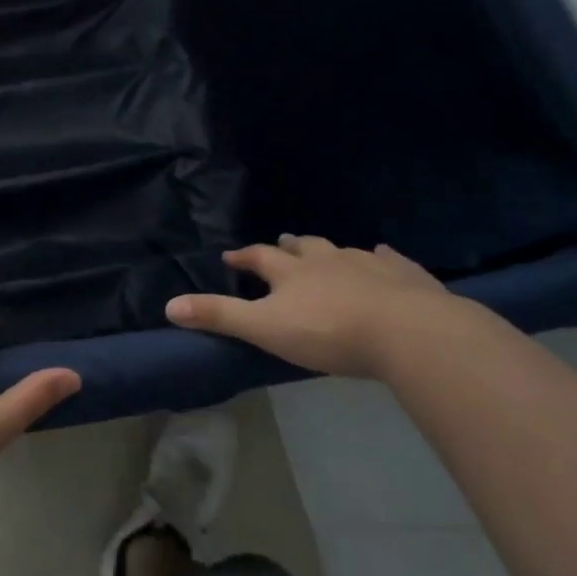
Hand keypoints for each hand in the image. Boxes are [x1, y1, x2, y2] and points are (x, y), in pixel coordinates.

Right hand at [165, 236, 464, 378]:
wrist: (408, 332)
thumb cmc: (328, 332)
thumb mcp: (265, 328)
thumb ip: (220, 317)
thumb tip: (169, 305)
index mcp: (292, 272)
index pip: (259, 257)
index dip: (244, 256)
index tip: (231, 256)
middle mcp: (327, 260)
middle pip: (302, 247)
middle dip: (288, 246)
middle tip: (281, 243)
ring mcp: (368, 264)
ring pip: (343, 251)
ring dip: (329, 251)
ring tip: (325, 252)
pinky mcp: (405, 276)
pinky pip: (390, 260)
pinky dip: (382, 257)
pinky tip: (384, 255)